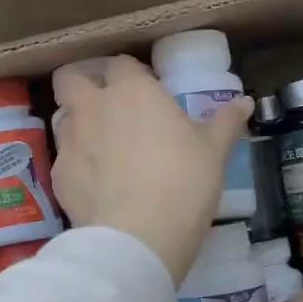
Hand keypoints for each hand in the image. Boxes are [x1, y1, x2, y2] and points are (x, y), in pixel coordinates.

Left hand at [50, 55, 252, 281]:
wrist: (138, 237)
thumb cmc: (183, 183)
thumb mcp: (214, 152)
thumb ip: (225, 122)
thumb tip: (245, 102)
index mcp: (131, 91)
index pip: (121, 64)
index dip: (132, 75)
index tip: (147, 93)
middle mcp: (93, 107)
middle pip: (70, 78)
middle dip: (82, 85)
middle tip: (106, 106)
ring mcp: (70, 141)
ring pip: (62, 117)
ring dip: (78, 124)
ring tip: (100, 147)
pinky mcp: (58, 176)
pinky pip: (64, 159)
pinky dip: (77, 165)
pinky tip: (96, 185)